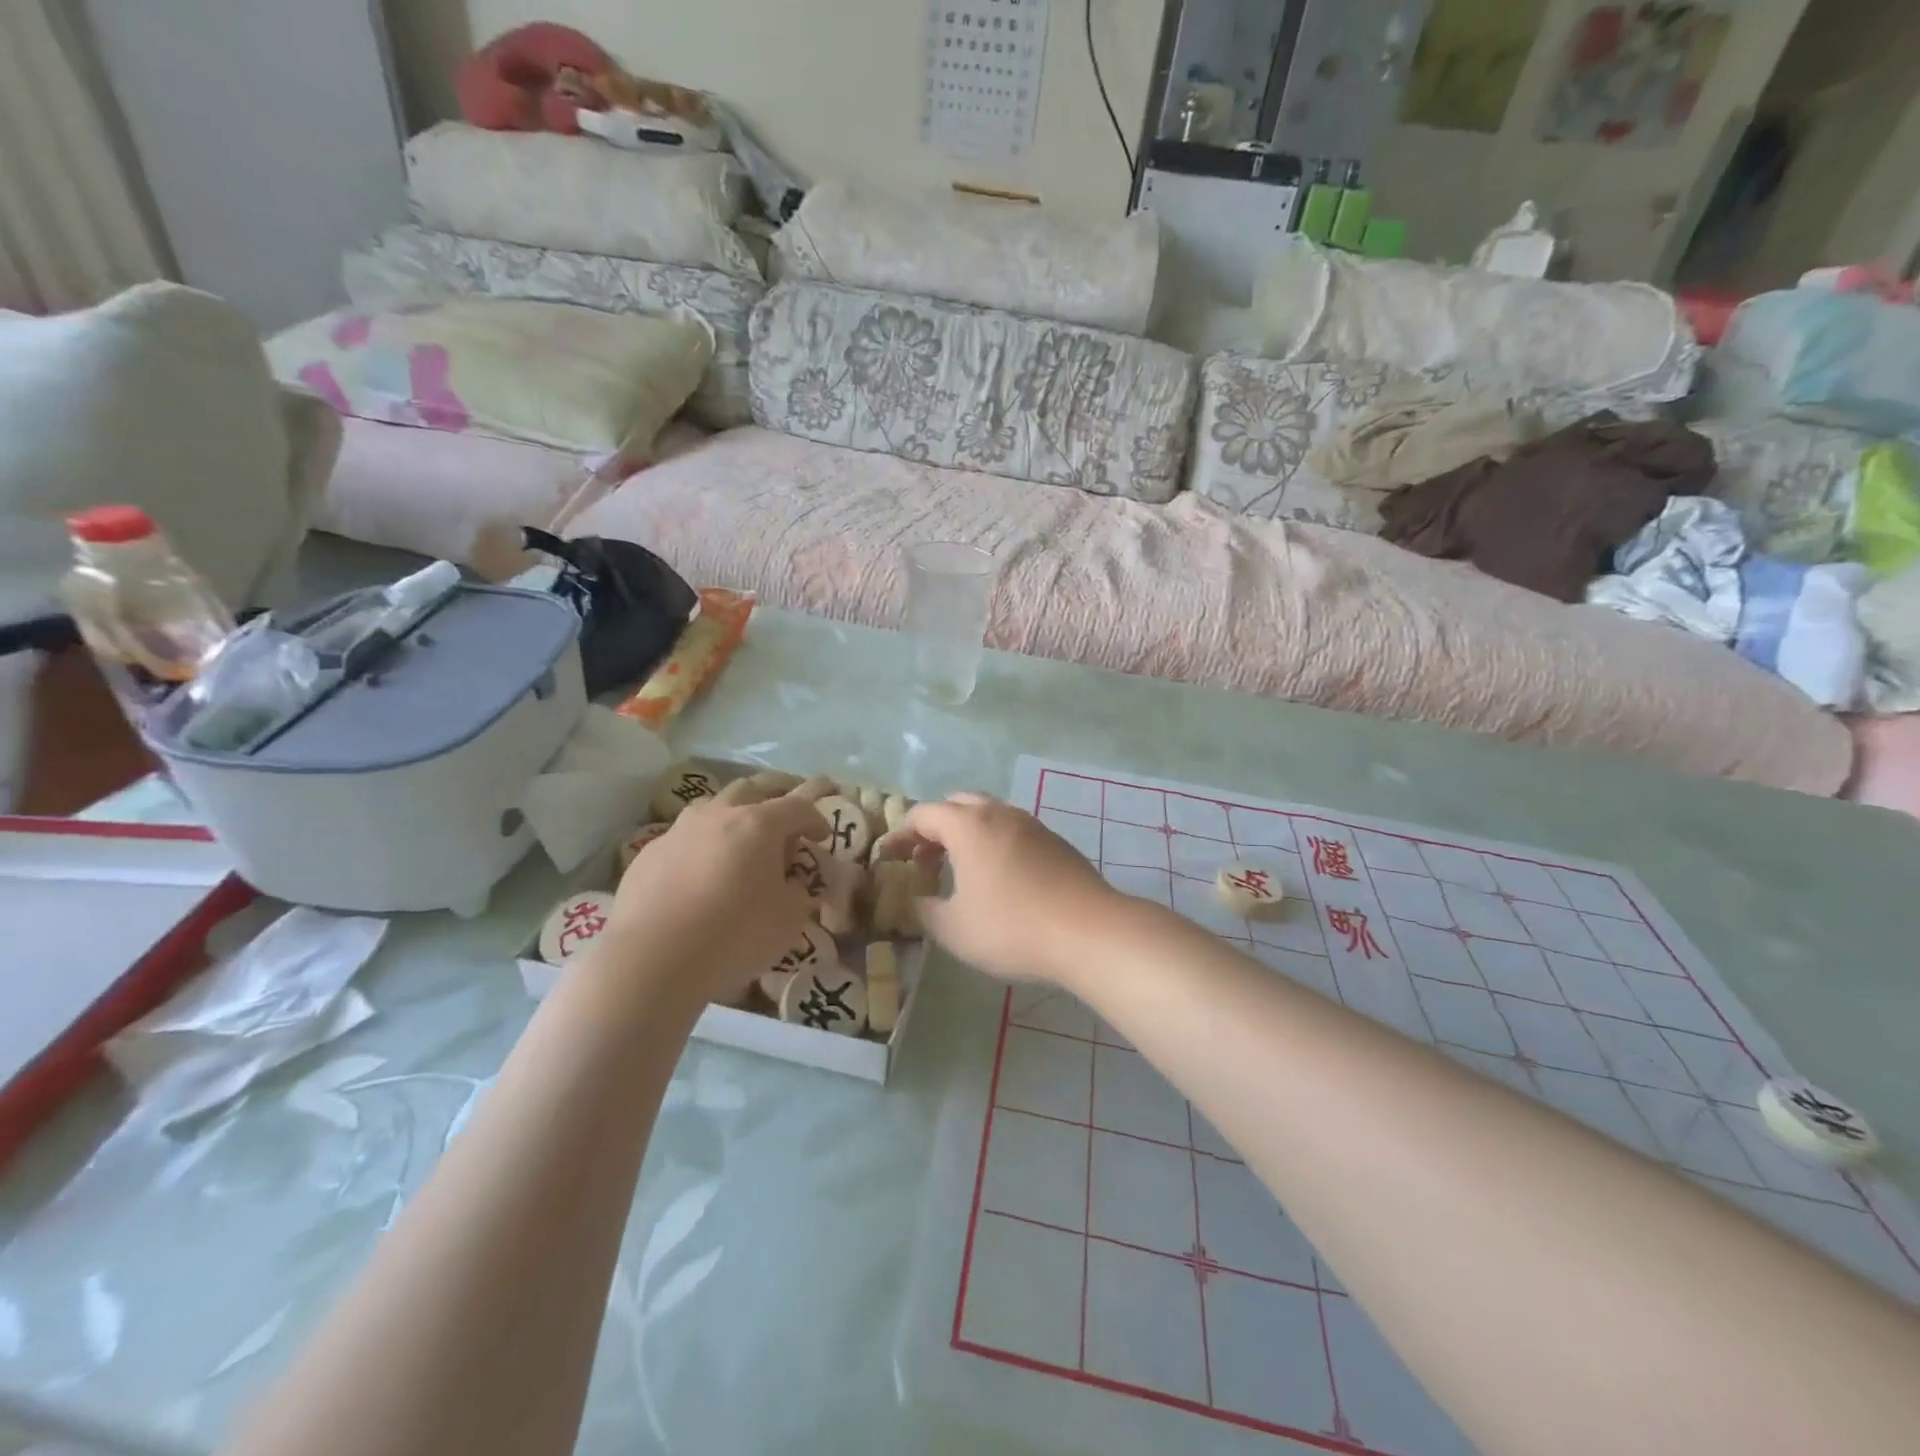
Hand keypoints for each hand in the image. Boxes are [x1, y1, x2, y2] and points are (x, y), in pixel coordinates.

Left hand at [604, 780, 828, 1004]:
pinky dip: (703, 844)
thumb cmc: (734, 935)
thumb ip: (798, 893)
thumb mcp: (789, 919)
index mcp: (759, 824)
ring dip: (735, 813)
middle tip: (788, 810)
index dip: (817, 819)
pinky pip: (685, 837)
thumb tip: (792, 885)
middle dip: (777, 793)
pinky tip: (701, 870)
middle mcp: (719, 815)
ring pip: (714, 805)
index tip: (823, 837)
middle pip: (753, 788)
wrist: (652, 960)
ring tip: (742, 835)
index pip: (799, 807)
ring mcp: (679, 831)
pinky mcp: (649, 854)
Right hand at [897, 794, 1119, 984]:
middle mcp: (999, 814)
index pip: (924, 814)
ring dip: (965, 834)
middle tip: (923, 860)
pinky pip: (1012, 830)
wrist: (1090, 931)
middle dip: (934, 828)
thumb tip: (918, 900)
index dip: (901, 834)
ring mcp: (1032, 824)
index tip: (889, 858)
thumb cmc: (1012, 927)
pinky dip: (993, 843)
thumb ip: (925, 911)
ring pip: (988, 815)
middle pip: (957, 804)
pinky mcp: (1055, 841)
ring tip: (958, 870)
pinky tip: (997, 878)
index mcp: (969, 826)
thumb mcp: (954, 929)